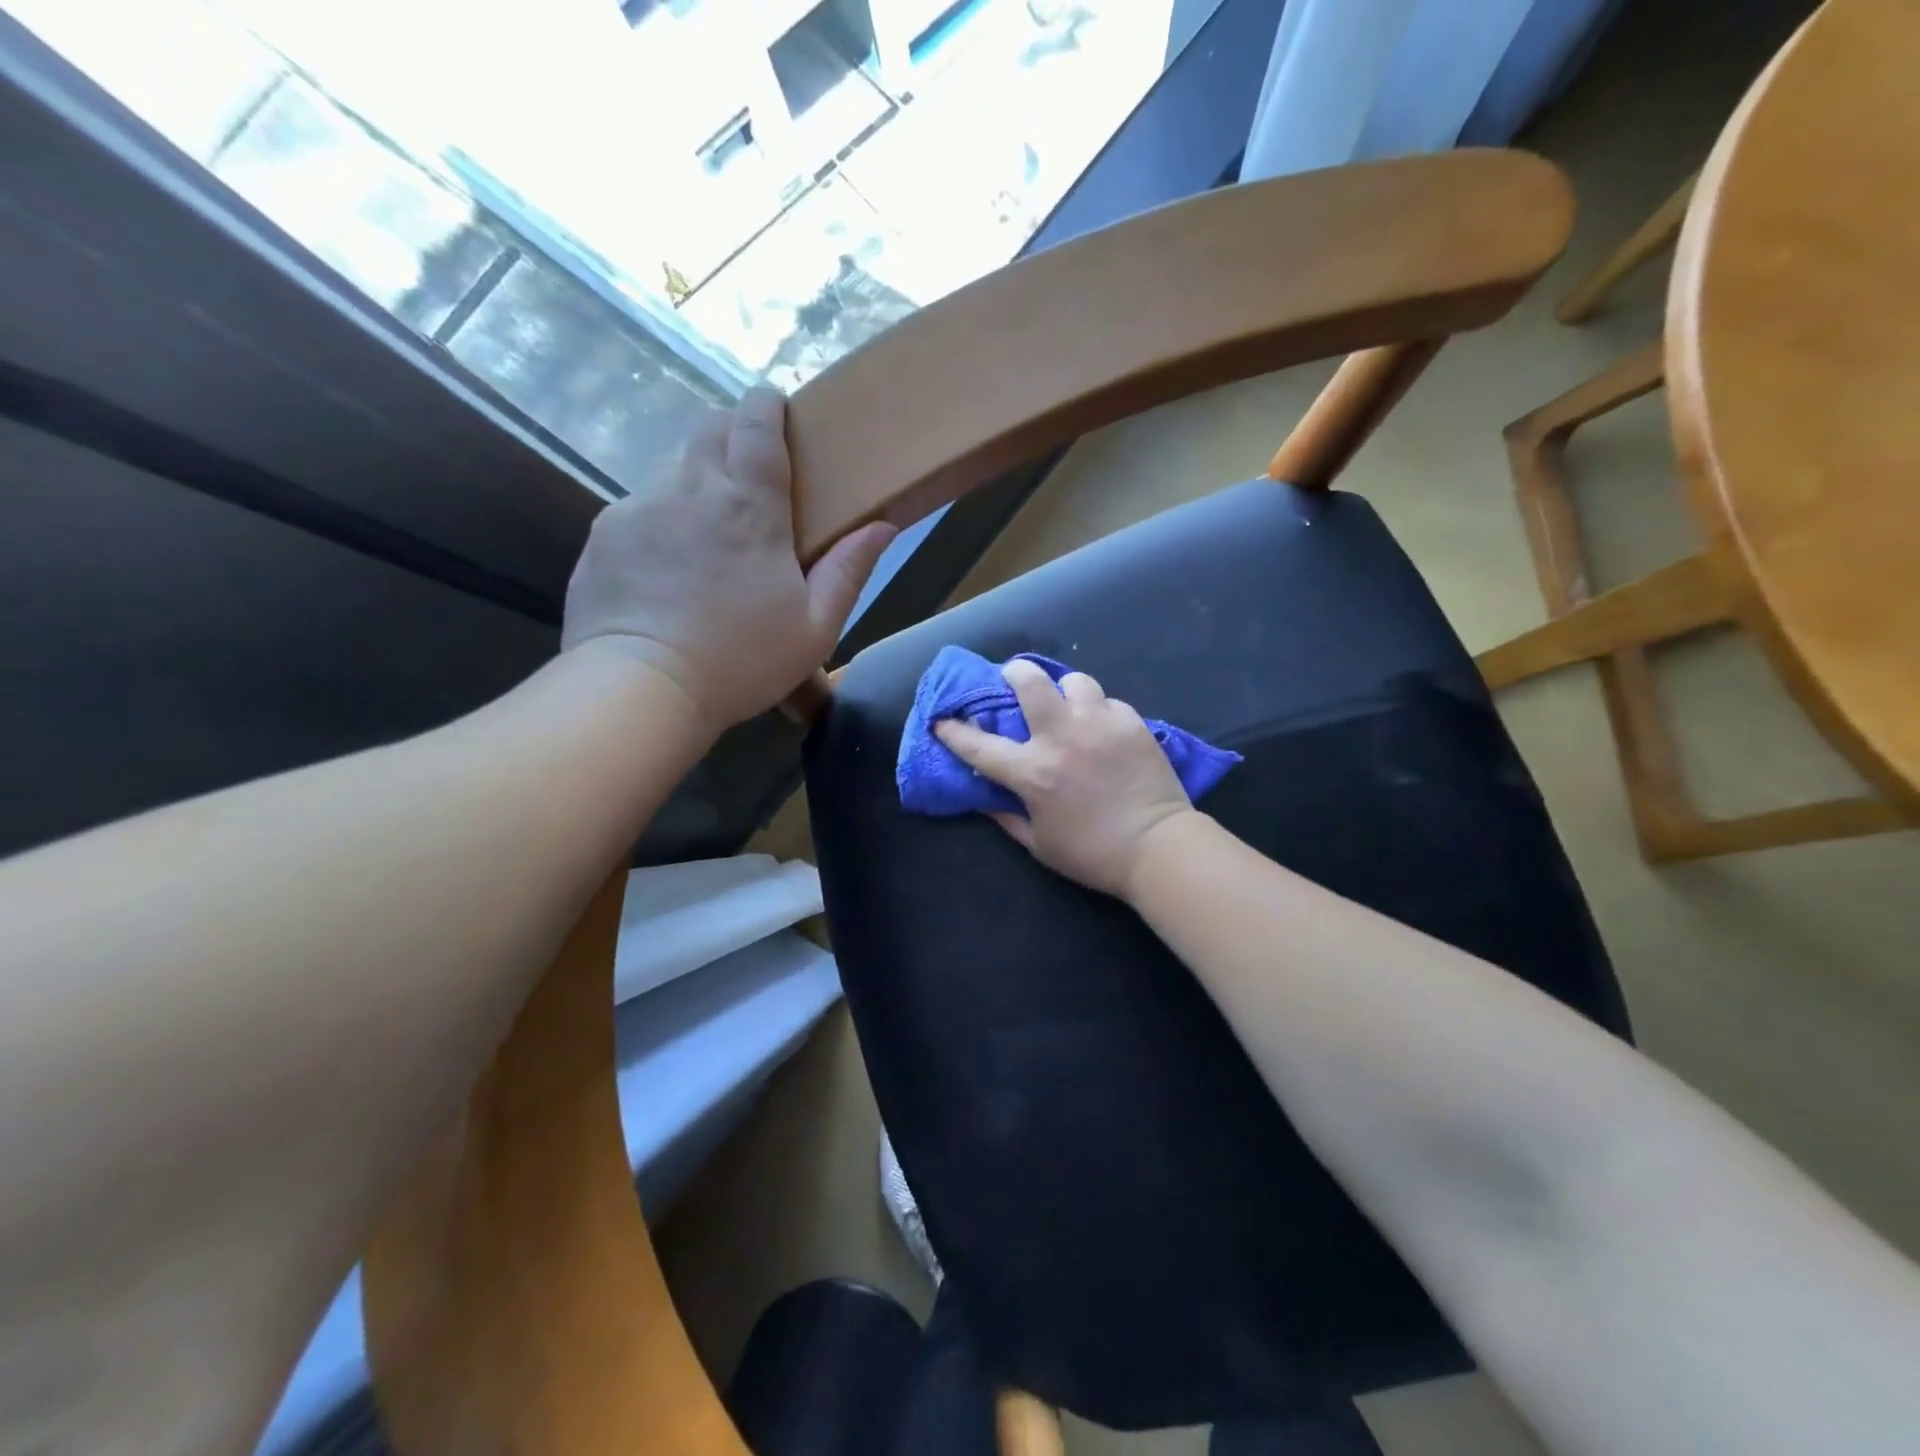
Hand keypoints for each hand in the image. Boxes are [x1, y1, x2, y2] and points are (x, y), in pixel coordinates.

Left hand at [561, 388, 895, 733]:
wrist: (641, 689)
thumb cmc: (741, 661)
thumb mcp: (815, 628)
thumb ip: (849, 571)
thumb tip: (883, 525)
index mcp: (749, 507)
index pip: (756, 424)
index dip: (767, 405)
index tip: (776, 408)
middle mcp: (689, 490)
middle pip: (708, 428)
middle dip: (732, 434)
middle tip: (749, 475)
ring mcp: (638, 508)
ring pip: (671, 468)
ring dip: (696, 483)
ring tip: (707, 533)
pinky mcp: (603, 535)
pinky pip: (637, 508)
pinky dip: (660, 521)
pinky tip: (667, 568)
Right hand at [935, 660, 1198, 897]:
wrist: (1159, 848)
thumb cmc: (1093, 854)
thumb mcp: (1039, 845)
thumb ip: (1007, 818)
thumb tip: (984, 800)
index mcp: (1033, 772)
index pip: (980, 745)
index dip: (954, 731)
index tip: (942, 720)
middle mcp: (1062, 737)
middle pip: (1030, 682)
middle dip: (1013, 673)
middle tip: (1012, 679)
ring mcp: (1100, 725)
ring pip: (1075, 681)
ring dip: (1064, 690)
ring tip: (1067, 703)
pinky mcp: (1132, 723)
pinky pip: (1109, 702)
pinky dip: (1099, 711)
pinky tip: (1102, 728)